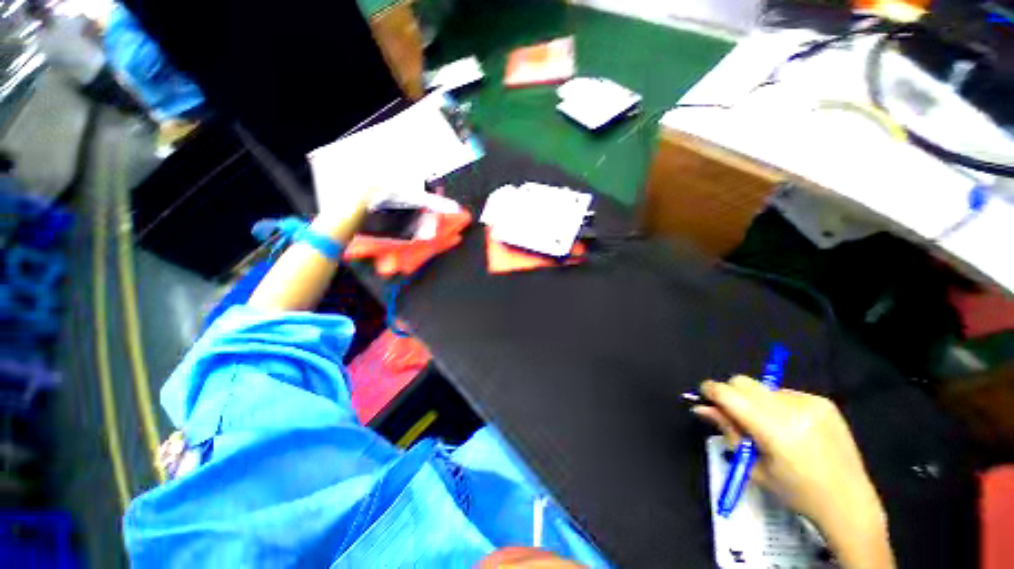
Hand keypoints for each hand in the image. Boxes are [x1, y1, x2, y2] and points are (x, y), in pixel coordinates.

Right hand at [695, 376, 893, 568]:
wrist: (849, 502)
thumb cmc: (796, 492)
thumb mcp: (754, 467)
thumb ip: (727, 431)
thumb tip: (700, 408)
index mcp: (775, 431)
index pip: (729, 394)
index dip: (710, 391)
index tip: (704, 396)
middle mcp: (793, 409)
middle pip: (743, 382)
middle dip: (732, 394)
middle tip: (736, 417)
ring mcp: (811, 403)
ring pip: (762, 388)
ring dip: (755, 401)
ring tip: (768, 427)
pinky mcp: (824, 402)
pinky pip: (785, 393)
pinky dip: (776, 404)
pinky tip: (790, 427)